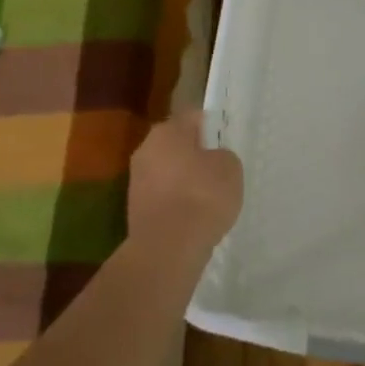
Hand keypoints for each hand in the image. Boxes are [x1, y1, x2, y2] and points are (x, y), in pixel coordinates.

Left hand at [128, 110, 242, 257]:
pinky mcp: (135, 210)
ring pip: (167, 172)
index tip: (224, 139)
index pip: (192, 118)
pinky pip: (163, 197)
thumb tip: (212, 160)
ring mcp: (136, 181)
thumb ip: (222, 156)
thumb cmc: (202, 195)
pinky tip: (193, 217)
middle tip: (218, 168)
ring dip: (184, 180)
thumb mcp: (230, 168)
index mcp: (167, 131)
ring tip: (208, 197)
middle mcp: (146, 150)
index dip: (210, 126)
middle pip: (176, 145)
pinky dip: (176, 203)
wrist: (168, 248)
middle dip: (195, 154)